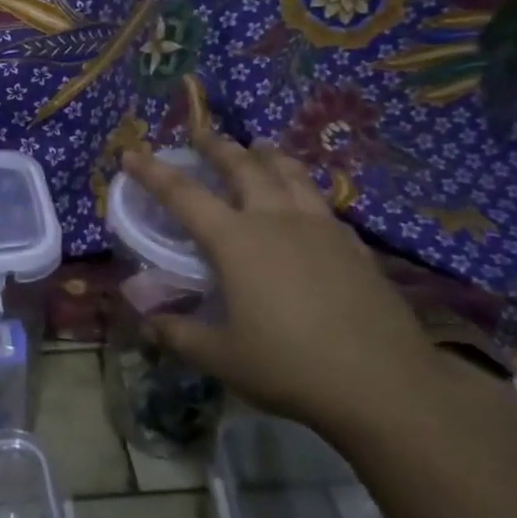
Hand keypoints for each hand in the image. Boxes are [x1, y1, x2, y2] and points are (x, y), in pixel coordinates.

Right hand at [120, 136, 498, 446]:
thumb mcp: (220, 356)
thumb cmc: (289, 366)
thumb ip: (178, 333)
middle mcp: (276, 220)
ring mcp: (320, 227)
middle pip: (243, 168)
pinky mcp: (353, 244)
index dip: (153, 173)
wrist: (384, 383)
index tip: (132, 153)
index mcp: (236, 241)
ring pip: (289, 173)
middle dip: (217, 147)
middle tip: (202, 135)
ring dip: (266, 155)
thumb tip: (147, 321)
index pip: (183, 195)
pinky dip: (302, 187)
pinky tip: (304, 201)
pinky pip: (320, 200)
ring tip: (257, 147)